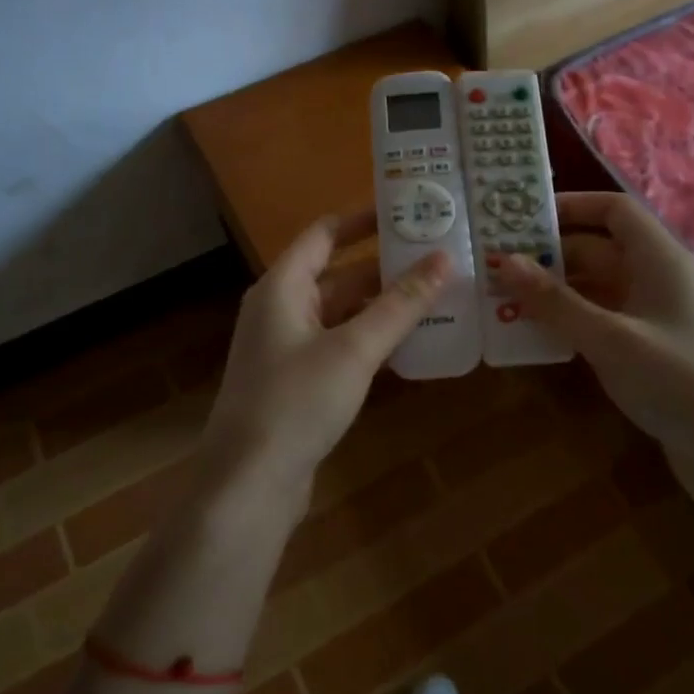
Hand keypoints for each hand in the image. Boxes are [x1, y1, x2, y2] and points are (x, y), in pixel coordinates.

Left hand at [200, 210, 449, 504]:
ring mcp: (289, 347)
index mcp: (283, 287)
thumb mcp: (354, 349)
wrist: (249, 484)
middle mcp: (282, 309)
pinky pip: (342, 344)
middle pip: (339, 273)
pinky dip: (373, 337)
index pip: (325, 234)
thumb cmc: (296, 402)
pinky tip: (412, 342)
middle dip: (386, 265)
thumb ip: (400, 305)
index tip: (407, 209)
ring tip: (437, 293)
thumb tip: (444, 259)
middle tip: (438, 255)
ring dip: (384, 304)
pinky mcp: (300, 381)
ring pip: (344, 312)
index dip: (363, 219)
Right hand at [501, 193, 693, 476]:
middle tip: (495, 264)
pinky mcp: (645, 347)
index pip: (614, 210)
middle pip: (597, 249)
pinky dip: (566, 319)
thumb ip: (555, 301)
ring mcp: (651, 314)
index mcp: (658, 258)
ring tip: (501, 296)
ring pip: (593, 286)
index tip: (522, 217)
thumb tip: (502, 261)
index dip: (571, 206)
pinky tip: (532, 331)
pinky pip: (598, 318)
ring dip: (552, 290)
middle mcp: (655, 278)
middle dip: (548, 254)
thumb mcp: (610, 337)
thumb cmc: (677, 379)